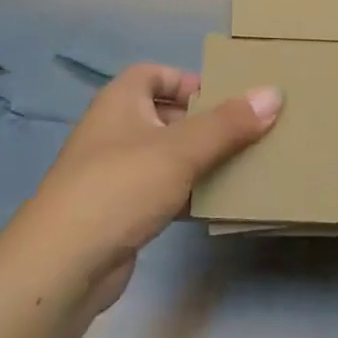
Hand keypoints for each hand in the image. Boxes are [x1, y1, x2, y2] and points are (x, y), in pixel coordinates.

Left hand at [17, 64, 280, 315]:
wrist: (64, 264)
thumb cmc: (121, 186)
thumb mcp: (181, 149)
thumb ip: (229, 123)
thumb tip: (274, 93)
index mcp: (121, 101)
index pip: (154, 73)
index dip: (187, 80)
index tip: (225, 97)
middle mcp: (115, 130)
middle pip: (165, 114)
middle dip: (204, 122)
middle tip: (246, 132)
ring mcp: (115, 173)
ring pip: (167, 156)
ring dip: (200, 160)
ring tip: (244, 165)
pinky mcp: (121, 212)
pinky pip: (163, 191)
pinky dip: (188, 193)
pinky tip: (218, 202)